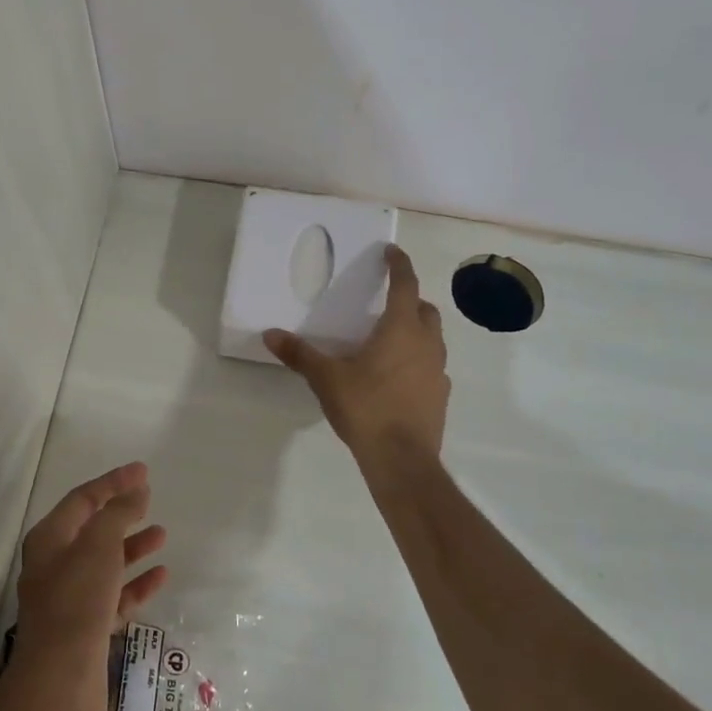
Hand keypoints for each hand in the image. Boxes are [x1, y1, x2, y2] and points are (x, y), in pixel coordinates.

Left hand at [10, 463, 168, 710]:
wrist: (59, 680)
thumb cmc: (77, 602)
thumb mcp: (98, 546)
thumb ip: (118, 514)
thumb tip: (136, 490)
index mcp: (49, 540)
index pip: (82, 499)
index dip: (112, 482)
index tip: (143, 471)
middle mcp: (55, 565)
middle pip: (92, 530)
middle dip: (121, 513)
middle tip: (150, 499)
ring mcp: (70, 599)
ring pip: (105, 563)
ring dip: (132, 547)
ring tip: (162, 535)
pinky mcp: (87, 628)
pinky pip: (115, 596)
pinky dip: (136, 584)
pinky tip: (161, 576)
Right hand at [265, 245, 449, 461]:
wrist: (401, 459)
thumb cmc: (366, 408)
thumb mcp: (326, 379)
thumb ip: (300, 354)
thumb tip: (270, 335)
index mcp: (401, 329)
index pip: (405, 285)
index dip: (399, 265)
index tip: (391, 251)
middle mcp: (427, 343)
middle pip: (425, 309)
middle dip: (410, 299)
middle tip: (388, 301)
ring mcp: (438, 370)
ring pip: (433, 338)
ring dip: (417, 330)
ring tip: (391, 339)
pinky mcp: (440, 395)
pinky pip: (432, 366)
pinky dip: (418, 360)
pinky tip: (398, 376)